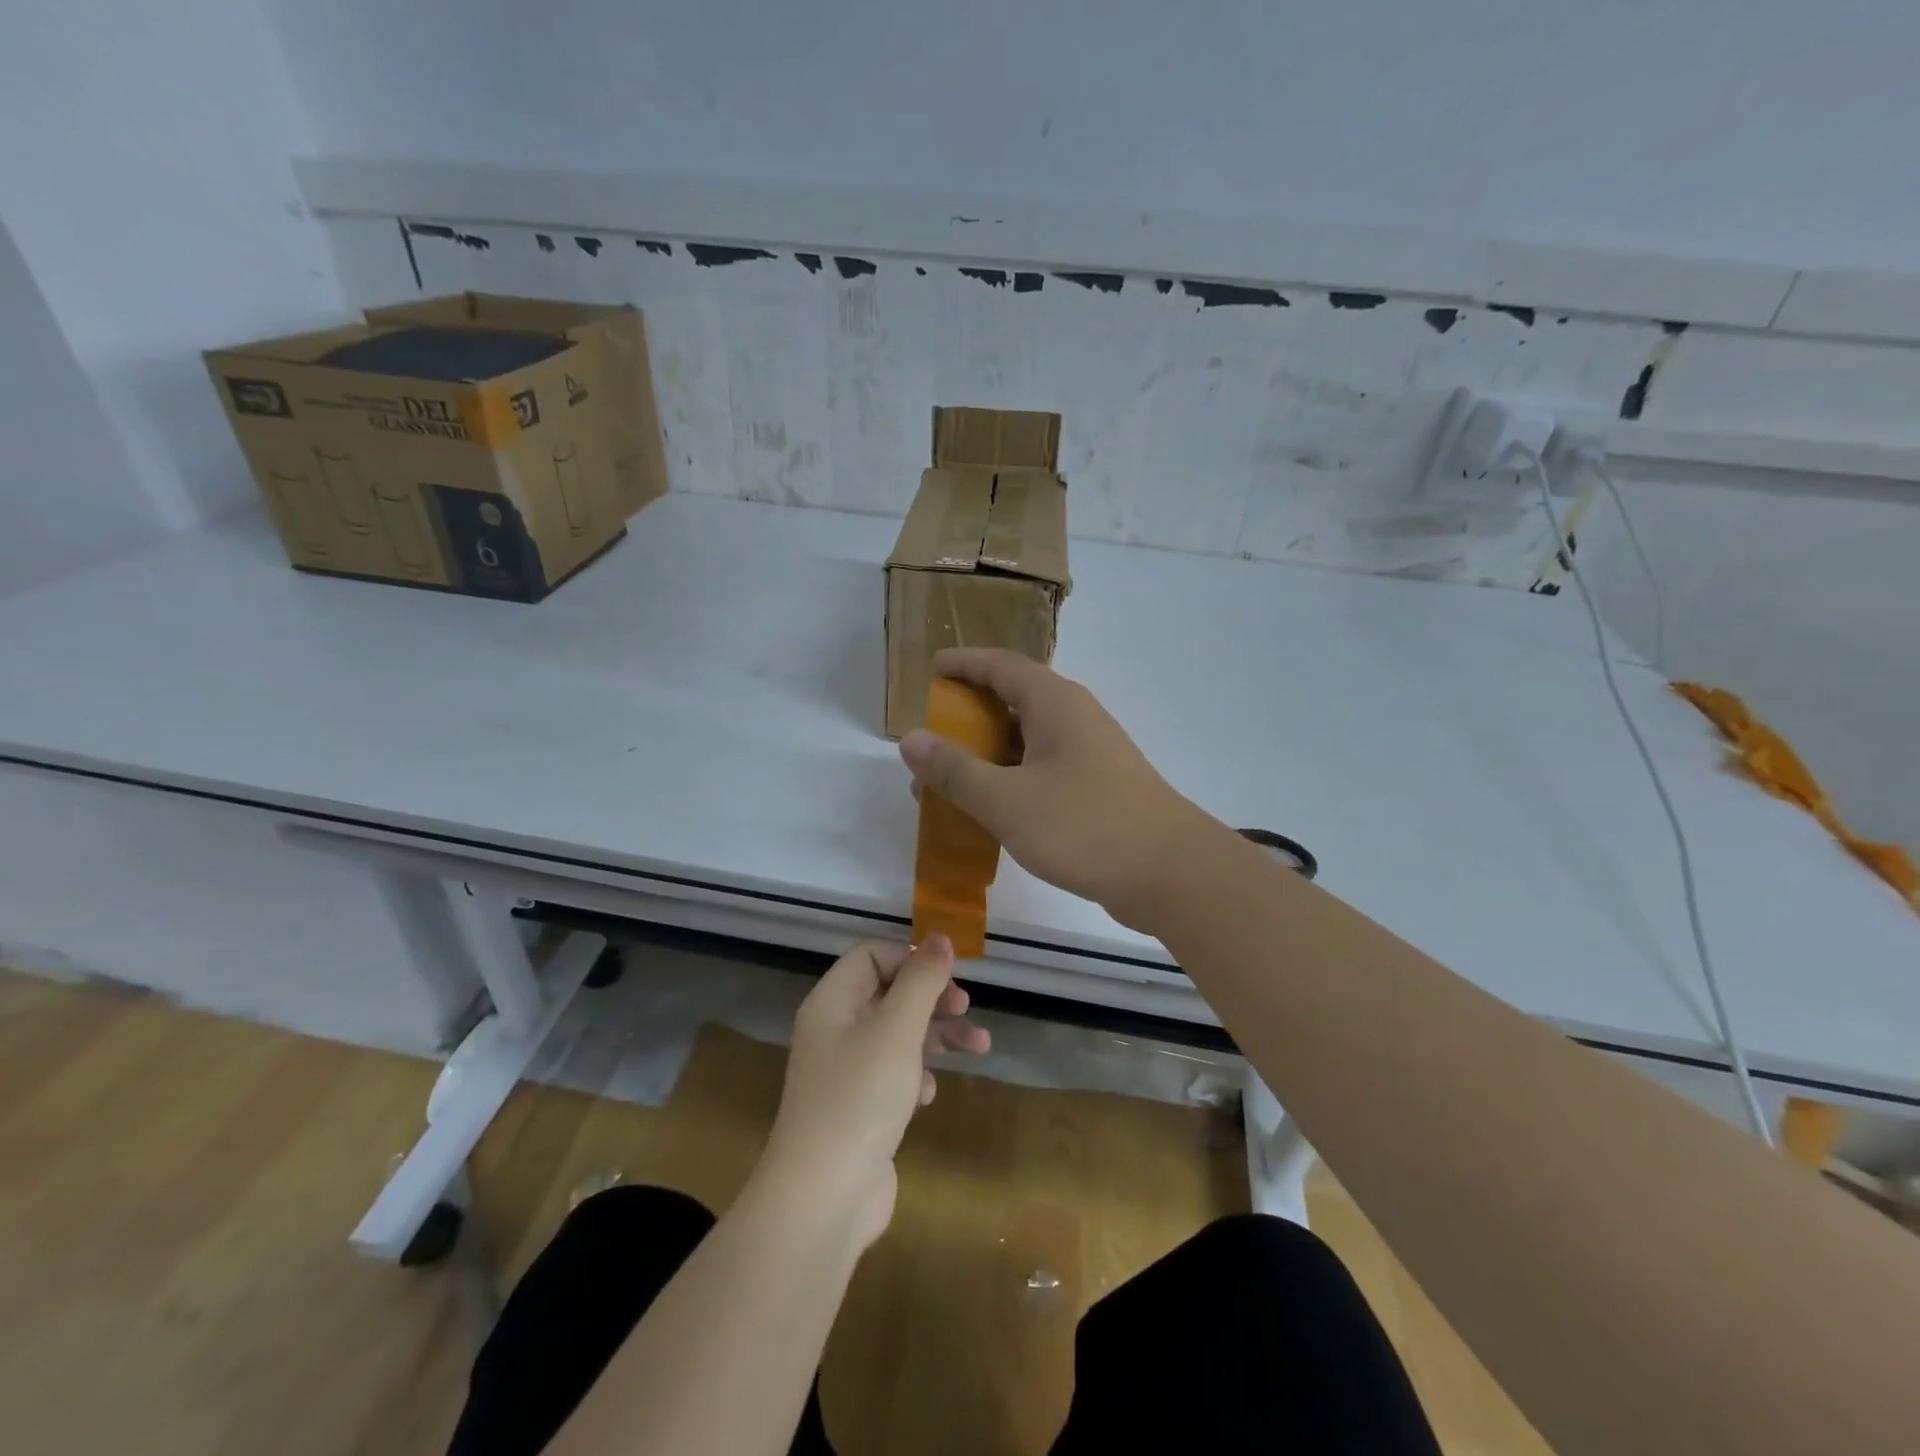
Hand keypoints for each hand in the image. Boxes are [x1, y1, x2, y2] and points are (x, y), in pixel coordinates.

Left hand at [761, 936, 988, 1248]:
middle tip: (965, 1008)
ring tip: (980, 1046)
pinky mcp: (859, 1109)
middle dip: (932, 997)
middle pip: (889, 993)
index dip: (910, 958)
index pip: (872, 956)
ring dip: (937, 1036)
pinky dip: (917, 1074)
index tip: (948, 976)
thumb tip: (940, 938)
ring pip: (898, 1035)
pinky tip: (928, 1094)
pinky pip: (893, 1074)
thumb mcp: (897, 1028)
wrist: (824, 1197)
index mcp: (833, 1002)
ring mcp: (846, 1072)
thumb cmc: (860, 1096)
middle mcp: (835, 1030)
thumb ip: (921, 980)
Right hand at [899, 648, 1216, 930]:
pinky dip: (1012, 779)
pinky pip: (1044, 769)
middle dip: (969, 714)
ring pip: (1028, 740)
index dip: (964, 663)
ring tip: (950, 780)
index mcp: (1054, 703)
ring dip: (989, 753)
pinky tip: (993, 810)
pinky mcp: (1099, 787)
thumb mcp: (1007, 800)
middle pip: (1014, 699)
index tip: (931, 669)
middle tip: (931, 735)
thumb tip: (910, 739)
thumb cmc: (1085, 826)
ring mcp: (1091, 753)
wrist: (1171, 873)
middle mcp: (1075, 718)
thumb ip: (955, 770)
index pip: (1000, 665)